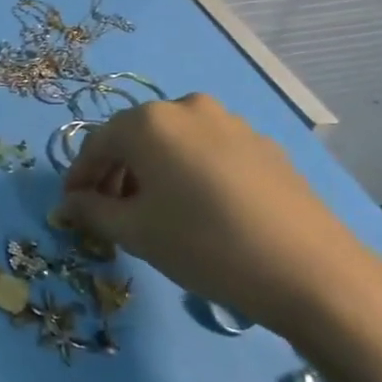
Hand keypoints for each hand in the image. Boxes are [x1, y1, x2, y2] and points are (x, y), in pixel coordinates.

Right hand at [54, 93, 381, 340]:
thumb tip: (68, 203)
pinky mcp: (263, 145)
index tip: (72, 206)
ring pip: (173, 143)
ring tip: (155, 213)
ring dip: (153, 172)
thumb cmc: (204, 245)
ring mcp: (231, 123)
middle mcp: (187, 107)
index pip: (96, 144)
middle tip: (110, 212)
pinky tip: (199, 210)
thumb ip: (91, 211)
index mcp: (148, 122)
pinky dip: (190, 173)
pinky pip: (208, 152)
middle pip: (135, 138)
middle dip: (116, 173)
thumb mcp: (134, 232)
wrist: (312, 273)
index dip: (79, 177)